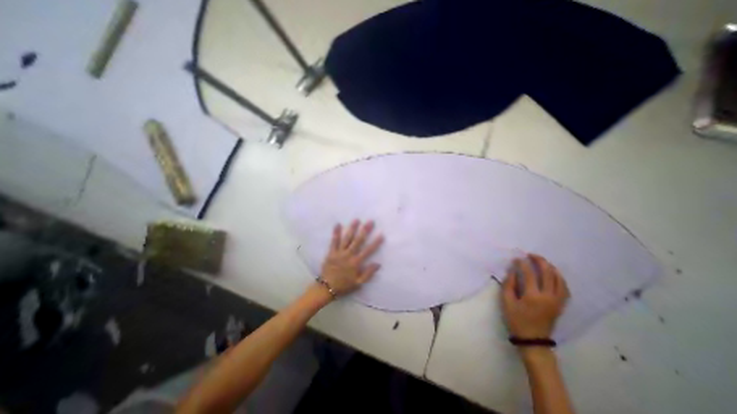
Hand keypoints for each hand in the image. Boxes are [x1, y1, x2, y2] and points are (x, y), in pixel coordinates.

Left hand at [318, 222, 383, 295]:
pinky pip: (334, 241)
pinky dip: (336, 233)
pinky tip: (338, 224)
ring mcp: (339, 253)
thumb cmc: (344, 285)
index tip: (381, 235)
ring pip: (347, 239)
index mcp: (356, 263)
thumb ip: (368, 273)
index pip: (368, 251)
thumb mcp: (358, 283)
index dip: (375, 243)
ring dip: (352, 229)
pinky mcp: (331, 252)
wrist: (326, 288)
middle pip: (358, 241)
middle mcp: (348, 255)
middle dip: (365, 230)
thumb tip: (378, 264)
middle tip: (370, 222)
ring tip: (356, 220)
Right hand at [502, 253, 567, 341]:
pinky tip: (553, 275)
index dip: (522, 264)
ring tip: (542, 262)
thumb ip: (508, 284)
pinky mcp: (560, 305)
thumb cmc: (517, 320)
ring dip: (551, 268)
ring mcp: (557, 301)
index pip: (530, 274)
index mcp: (533, 296)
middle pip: (548, 274)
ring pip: (559, 280)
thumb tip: (512, 271)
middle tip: (531, 255)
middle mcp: (548, 297)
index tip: (516, 258)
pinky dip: (560, 279)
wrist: (533, 339)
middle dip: (540, 261)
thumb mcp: (506, 302)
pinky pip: (564, 288)